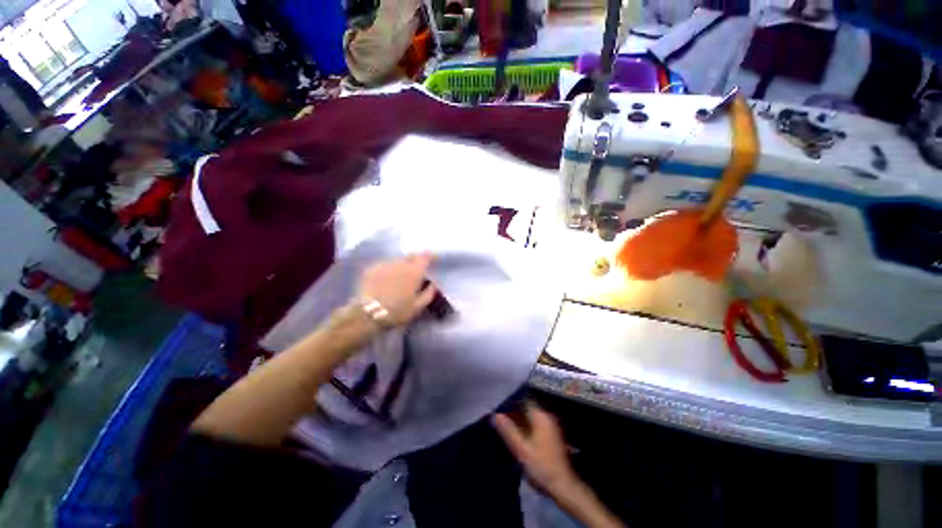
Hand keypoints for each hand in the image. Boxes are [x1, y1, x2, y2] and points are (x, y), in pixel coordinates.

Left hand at [357, 253, 436, 326]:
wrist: (368, 314)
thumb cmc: (397, 311)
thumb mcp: (418, 306)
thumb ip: (429, 293)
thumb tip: (433, 284)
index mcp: (415, 271)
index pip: (425, 256)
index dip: (431, 256)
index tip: (433, 259)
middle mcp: (400, 263)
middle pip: (411, 256)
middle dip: (415, 260)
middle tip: (417, 269)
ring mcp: (385, 264)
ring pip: (397, 261)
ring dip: (401, 265)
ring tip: (400, 276)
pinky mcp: (372, 269)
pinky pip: (385, 265)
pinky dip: (389, 270)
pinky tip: (386, 279)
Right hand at [493, 404, 577, 493]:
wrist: (563, 486)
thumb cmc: (542, 467)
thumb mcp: (522, 450)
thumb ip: (509, 431)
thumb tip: (496, 415)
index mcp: (541, 417)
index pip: (524, 400)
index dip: (511, 402)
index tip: (499, 406)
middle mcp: (547, 418)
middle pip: (527, 409)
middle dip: (513, 412)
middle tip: (499, 417)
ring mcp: (550, 427)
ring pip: (530, 417)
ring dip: (519, 420)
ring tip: (505, 425)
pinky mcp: (551, 436)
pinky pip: (535, 425)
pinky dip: (525, 427)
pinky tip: (516, 435)